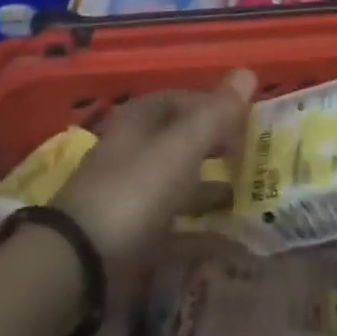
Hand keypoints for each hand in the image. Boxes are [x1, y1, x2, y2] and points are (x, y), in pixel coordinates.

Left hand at [55, 70, 255, 275]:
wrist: (80, 264)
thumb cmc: (134, 191)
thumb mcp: (181, 147)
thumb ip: (215, 113)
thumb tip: (248, 72)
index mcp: (140, 120)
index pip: (183, 100)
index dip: (216, 106)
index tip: (250, 121)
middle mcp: (133, 151)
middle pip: (182, 142)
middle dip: (218, 148)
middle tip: (256, 159)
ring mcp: (131, 195)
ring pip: (180, 184)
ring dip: (213, 189)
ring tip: (252, 198)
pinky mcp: (132, 237)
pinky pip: (176, 228)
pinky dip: (202, 232)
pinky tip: (233, 243)